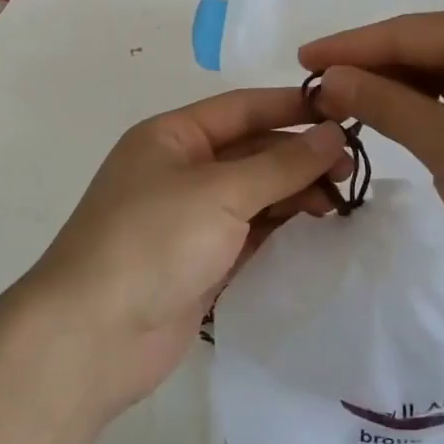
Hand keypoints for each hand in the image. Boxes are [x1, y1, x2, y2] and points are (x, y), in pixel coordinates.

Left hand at [25, 88, 349, 413]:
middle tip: (352, 169)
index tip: (344, 111)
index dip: (292, 106)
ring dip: (295, 193)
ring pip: (254, 194)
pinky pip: (250, 234)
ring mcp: (189, 219)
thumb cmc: (153, 241)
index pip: (242, 108)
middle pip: (251, 151)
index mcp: (172, 136)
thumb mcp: (220, 192)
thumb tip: (333, 134)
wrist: (92, 337)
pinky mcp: (200, 263)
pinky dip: (281, 230)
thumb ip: (281, 164)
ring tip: (343, 202)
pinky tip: (318, 231)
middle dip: (299, 156)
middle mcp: (180, 170)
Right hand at [300, 2, 443, 308]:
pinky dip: (426, 107)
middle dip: (371, 70)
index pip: (407, 33)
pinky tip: (392, 115)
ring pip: (442, 72)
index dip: (349, 48)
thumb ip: (383, 103)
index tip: (298, 60)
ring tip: (342, 103)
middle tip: (314, 90)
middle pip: (425, 48)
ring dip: (396, 90)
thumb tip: (329, 79)